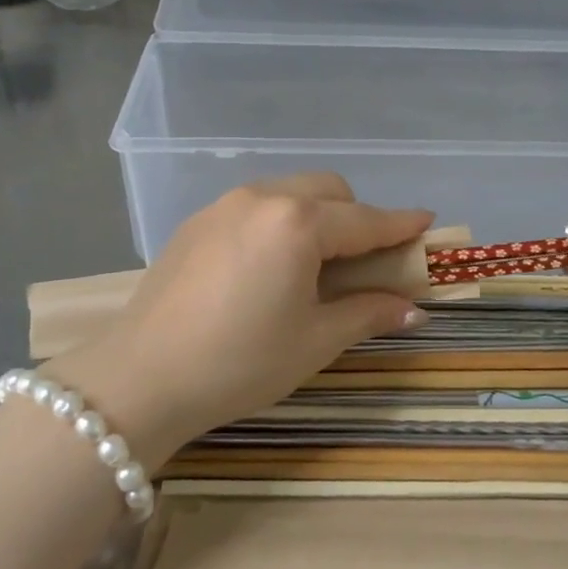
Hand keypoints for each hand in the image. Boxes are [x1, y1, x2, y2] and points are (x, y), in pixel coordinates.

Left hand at [63, 174, 432, 468]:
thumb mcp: (314, 341)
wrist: (141, 377)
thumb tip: (413, 308)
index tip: (427, 222)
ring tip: (314, 263)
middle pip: (328, 191)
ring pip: (290, 192)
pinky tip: (269, 264)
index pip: (365, 220)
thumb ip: (367, 313)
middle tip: (363, 261)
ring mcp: (224, 204)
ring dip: (316, 214)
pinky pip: (256, 205)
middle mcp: (263, 198)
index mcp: (298, 223)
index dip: (400, 224)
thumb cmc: (240, 362)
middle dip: (356, 215)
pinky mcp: (197, 221)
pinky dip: (280, 221)